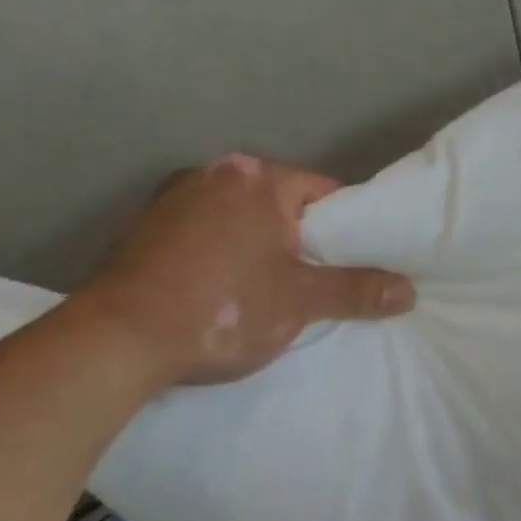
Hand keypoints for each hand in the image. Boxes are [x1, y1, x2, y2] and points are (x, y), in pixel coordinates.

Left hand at [75, 154, 413, 387]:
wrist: (111, 345)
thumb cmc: (220, 309)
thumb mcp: (300, 301)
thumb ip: (357, 290)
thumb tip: (409, 291)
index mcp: (255, 179)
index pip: (324, 192)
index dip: (348, 228)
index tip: (355, 261)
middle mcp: (212, 174)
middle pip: (282, 204)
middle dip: (302, 239)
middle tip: (317, 281)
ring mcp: (170, 200)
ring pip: (241, 220)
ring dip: (260, 247)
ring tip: (269, 291)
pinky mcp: (142, 230)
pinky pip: (204, 234)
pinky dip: (221, 255)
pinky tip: (221, 292)